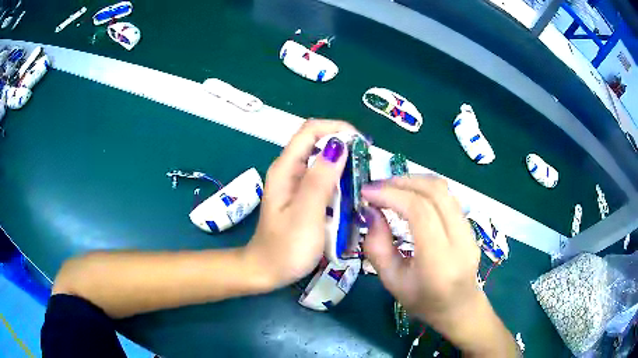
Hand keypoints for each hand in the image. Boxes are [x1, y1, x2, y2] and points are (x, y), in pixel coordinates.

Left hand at [244, 119, 355, 289]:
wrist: (267, 271)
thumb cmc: (286, 248)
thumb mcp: (306, 215)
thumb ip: (320, 180)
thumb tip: (339, 146)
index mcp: (286, 168)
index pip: (311, 130)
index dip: (338, 129)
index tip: (362, 145)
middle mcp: (289, 170)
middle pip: (318, 143)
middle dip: (345, 148)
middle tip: (367, 168)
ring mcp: (295, 184)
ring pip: (323, 162)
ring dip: (344, 167)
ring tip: (363, 183)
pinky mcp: (302, 196)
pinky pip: (323, 180)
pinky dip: (339, 182)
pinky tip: (351, 196)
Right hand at [362, 176, 517, 355]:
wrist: (459, 307)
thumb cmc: (423, 301)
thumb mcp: (392, 281)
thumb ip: (377, 246)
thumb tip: (371, 212)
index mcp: (439, 261)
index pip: (420, 212)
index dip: (392, 195)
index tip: (367, 193)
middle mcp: (460, 240)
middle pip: (435, 193)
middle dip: (402, 182)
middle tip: (377, 187)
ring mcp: (469, 230)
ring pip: (444, 190)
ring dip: (415, 182)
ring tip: (392, 188)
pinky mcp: (470, 225)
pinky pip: (448, 197)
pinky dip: (426, 189)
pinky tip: (411, 197)